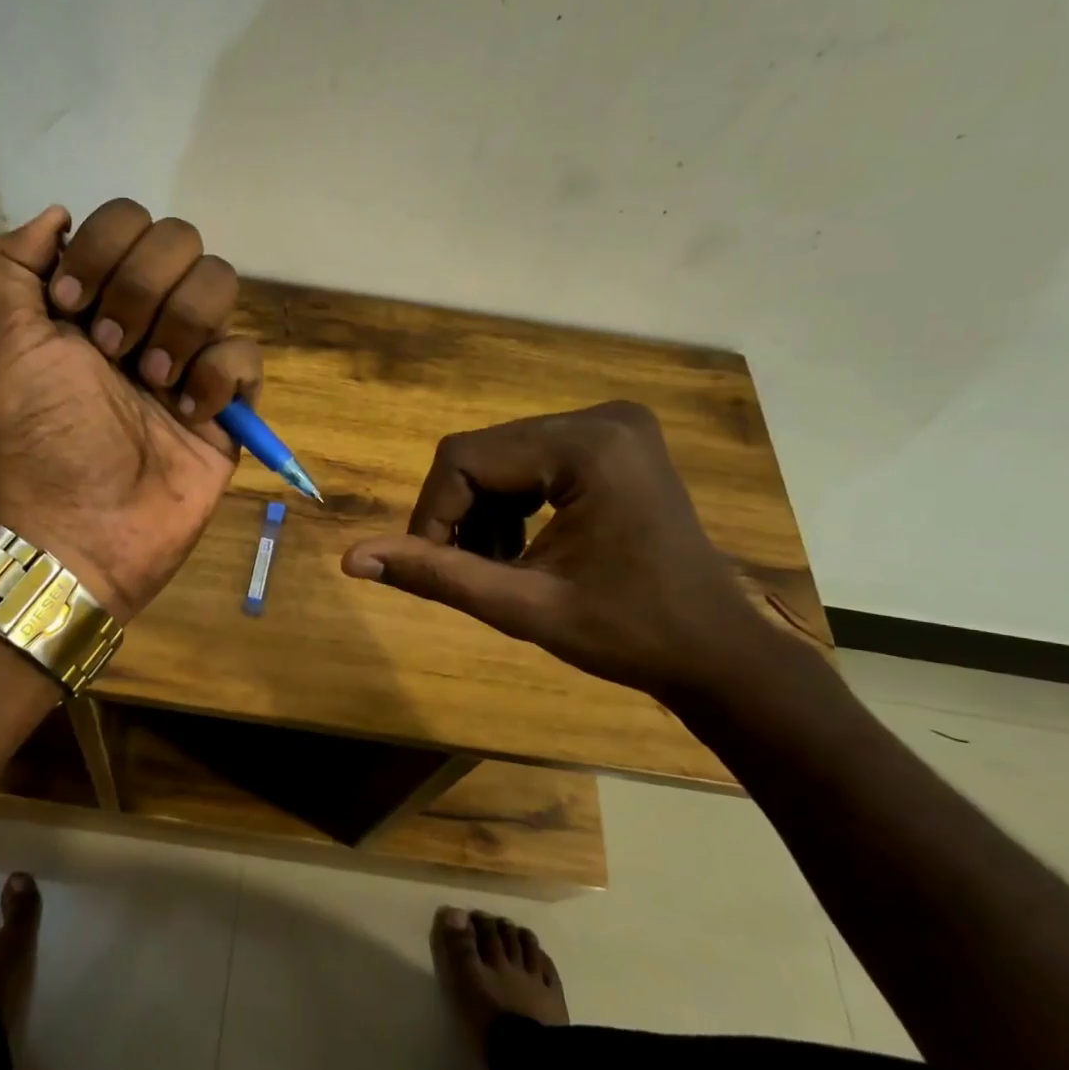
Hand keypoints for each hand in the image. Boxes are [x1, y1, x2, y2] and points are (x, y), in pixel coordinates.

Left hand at [0, 200, 260, 621]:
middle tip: (112, 353)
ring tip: (152, 384)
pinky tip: (188, 416)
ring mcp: (191, 355)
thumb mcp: (1, 340)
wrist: (84, 523)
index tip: (72, 307)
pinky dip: (216, 378)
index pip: (127, 220)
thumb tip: (58, 214)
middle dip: (142, 290)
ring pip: (220, 284)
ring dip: (180, 329)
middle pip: (181, 240)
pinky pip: (245, 354)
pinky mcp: (228, 400)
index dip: (105, 249)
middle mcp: (147, 315)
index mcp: (96, 295)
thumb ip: (9, 263)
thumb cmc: (42, 433)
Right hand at [340, 403, 773, 700]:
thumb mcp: (522, 607)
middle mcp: (602, 417)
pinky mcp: (614, 442)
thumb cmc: (628, 635)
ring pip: (502, 456)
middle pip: (482, 453)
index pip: (465, 459)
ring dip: (482, 511)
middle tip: (466, 572)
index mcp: (588, 446)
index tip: (434, 569)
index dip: (432, 515)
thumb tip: (351, 558)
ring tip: (496, 566)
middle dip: (459, 515)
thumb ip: (436, 575)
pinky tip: (522, 547)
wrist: (717, 652)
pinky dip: (511, 503)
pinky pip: (532, 459)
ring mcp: (613, 426)